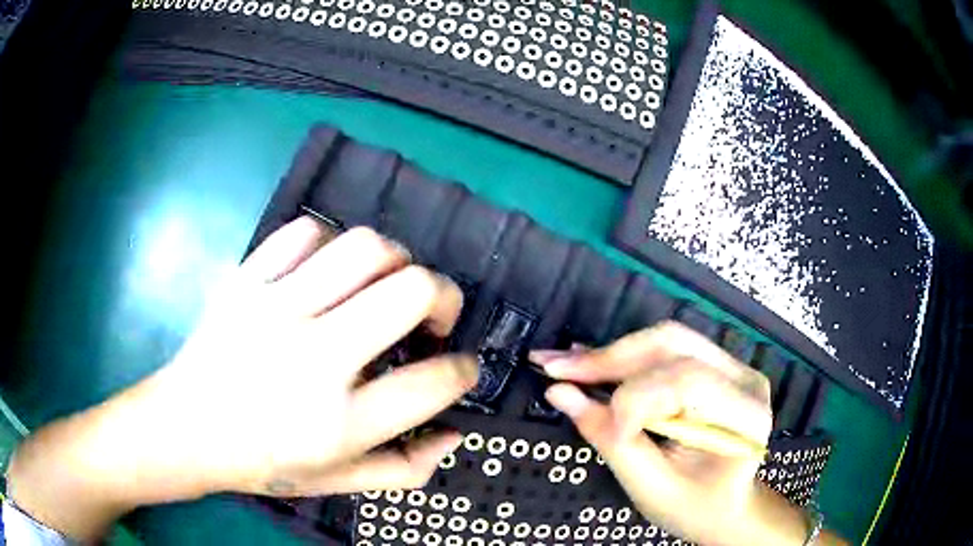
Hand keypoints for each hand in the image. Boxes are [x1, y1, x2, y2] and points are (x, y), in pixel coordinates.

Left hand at [7, 217, 477, 540]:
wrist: (184, 429)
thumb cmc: (261, 463)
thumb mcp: (336, 483)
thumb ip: (403, 468)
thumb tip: (454, 434)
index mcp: (339, 421)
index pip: (434, 381)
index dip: (463, 371)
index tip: (460, 366)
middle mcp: (314, 357)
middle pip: (412, 290)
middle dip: (445, 296)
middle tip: (435, 314)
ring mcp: (275, 309)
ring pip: (364, 247)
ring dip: (394, 261)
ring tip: (385, 284)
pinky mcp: (246, 280)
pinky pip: (305, 233)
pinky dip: (330, 245)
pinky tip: (327, 273)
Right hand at [534, 322, 840, 545]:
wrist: (727, 505)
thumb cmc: (696, 507)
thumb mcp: (653, 488)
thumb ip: (610, 440)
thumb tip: (561, 394)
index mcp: (744, 415)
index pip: (686, 383)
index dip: (632, 401)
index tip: (599, 427)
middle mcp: (743, 379)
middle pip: (672, 347)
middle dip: (609, 359)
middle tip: (555, 368)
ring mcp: (731, 367)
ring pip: (664, 340)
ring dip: (611, 353)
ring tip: (566, 364)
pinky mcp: (713, 366)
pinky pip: (665, 350)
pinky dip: (624, 358)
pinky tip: (591, 360)